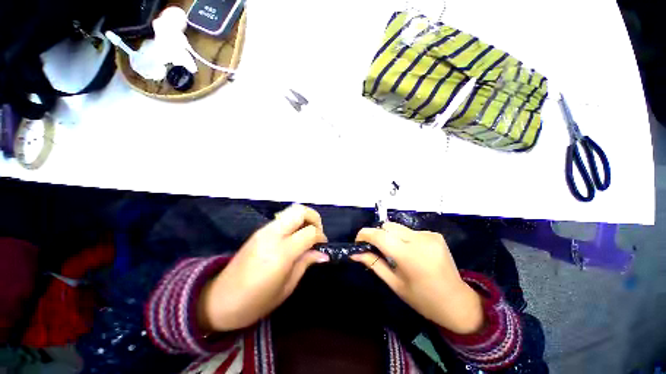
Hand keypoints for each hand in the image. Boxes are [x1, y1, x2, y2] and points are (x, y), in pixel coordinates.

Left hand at [199, 204, 328, 331]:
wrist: (218, 300)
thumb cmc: (254, 302)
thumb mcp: (285, 288)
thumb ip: (305, 264)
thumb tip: (323, 253)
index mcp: (281, 253)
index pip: (309, 232)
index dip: (320, 237)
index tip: (322, 246)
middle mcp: (272, 235)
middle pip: (299, 211)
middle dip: (314, 218)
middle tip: (317, 233)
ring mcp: (264, 231)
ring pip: (290, 211)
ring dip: (303, 218)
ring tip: (306, 235)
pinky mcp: (258, 231)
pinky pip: (281, 219)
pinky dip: (293, 222)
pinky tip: (293, 238)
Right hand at [351, 223, 483, 334]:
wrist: (457, 302)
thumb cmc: (423, 299)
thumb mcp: (395, 284)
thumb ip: (373, 264)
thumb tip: (354, 253)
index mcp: (409, 256)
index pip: (379, 236)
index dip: (365, 234)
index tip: (358, 241)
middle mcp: (420, 240)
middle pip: (388, 227)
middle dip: (378, 235)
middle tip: (377, 250)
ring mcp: (429, 235)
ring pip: (398, 227)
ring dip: (391, 236)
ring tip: (396, 253)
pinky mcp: (435, 234)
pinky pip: (410, 231)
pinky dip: (404, 238)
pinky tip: (411, 252)